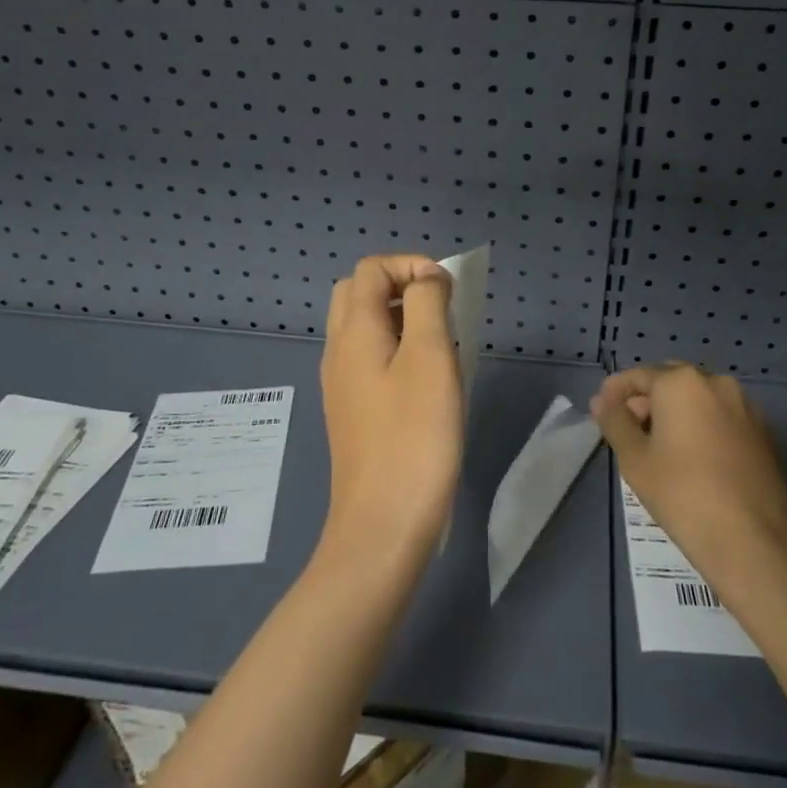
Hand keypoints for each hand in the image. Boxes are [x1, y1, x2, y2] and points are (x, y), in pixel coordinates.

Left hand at [319, 254, 462, 562]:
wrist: (384, 522)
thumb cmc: (414, 436)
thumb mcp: (430, 358)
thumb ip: (427, 304)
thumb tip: (427, 278)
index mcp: (353, 332)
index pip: (371, 268)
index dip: (411, 265)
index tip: (448, 293)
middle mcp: (338, 351)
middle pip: (358, 292)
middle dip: (400, 286)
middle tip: (440, 311)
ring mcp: (341, 383)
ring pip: (362, 326)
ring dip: (399, 318)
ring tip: (439, 345)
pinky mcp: (352, 411)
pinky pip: (368, 358)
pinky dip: (395, 349)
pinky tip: (425, 382)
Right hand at [591, 363, 786, 592]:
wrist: (751, 538)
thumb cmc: (681, 493)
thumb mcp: (634, 458)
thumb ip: (615, 421)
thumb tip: (602, 400)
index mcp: (681, 382)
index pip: (638, 376)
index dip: (615, 392)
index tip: (601, 411)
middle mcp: (716, 383)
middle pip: (671, 382)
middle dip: (647, 400)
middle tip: (628, 430)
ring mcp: (745, 407)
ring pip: (699, 398)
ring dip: (675, 412)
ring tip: (659, 446)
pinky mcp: (763, 433)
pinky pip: (721, 417)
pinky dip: (701, 425)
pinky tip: (692, 457)